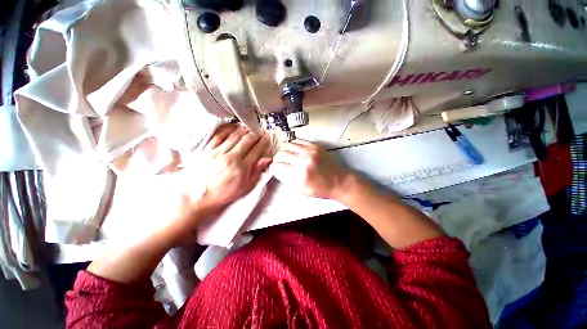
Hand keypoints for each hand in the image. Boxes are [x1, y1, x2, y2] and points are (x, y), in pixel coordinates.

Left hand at [199, 124, 271, 208]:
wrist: (197, 196)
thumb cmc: (223, 193)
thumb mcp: (244, 187)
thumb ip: (256, 172)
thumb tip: (267, 160)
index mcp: (242, 168)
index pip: (256, 150)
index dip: (263, 142)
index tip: (267, 137)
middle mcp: (231, 157)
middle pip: (247, 140)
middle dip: (255, 134)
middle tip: (260, 130)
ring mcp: (218, 152)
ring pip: (234, 136)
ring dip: (244, 130)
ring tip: (249, 127)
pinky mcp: (207, 150)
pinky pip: (218, 135)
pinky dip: (227, 129)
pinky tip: (232, 127)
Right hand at [269, 139, 351, 199]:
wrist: (339, 181)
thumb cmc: (321, 189)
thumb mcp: (302, 190)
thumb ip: (288, 180)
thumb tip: (278, 170)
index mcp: (300, 174)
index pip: (279, 167)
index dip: (273, 167)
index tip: (273, 168)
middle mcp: (304, 160)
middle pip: (281, 154)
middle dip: (276, 159)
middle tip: (277, 162)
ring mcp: (310, 151)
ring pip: (288, 145)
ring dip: (282, 150)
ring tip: (283, 155)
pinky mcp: (315, 146)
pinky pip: (298, 141)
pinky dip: (292, 145)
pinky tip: (292, 150)